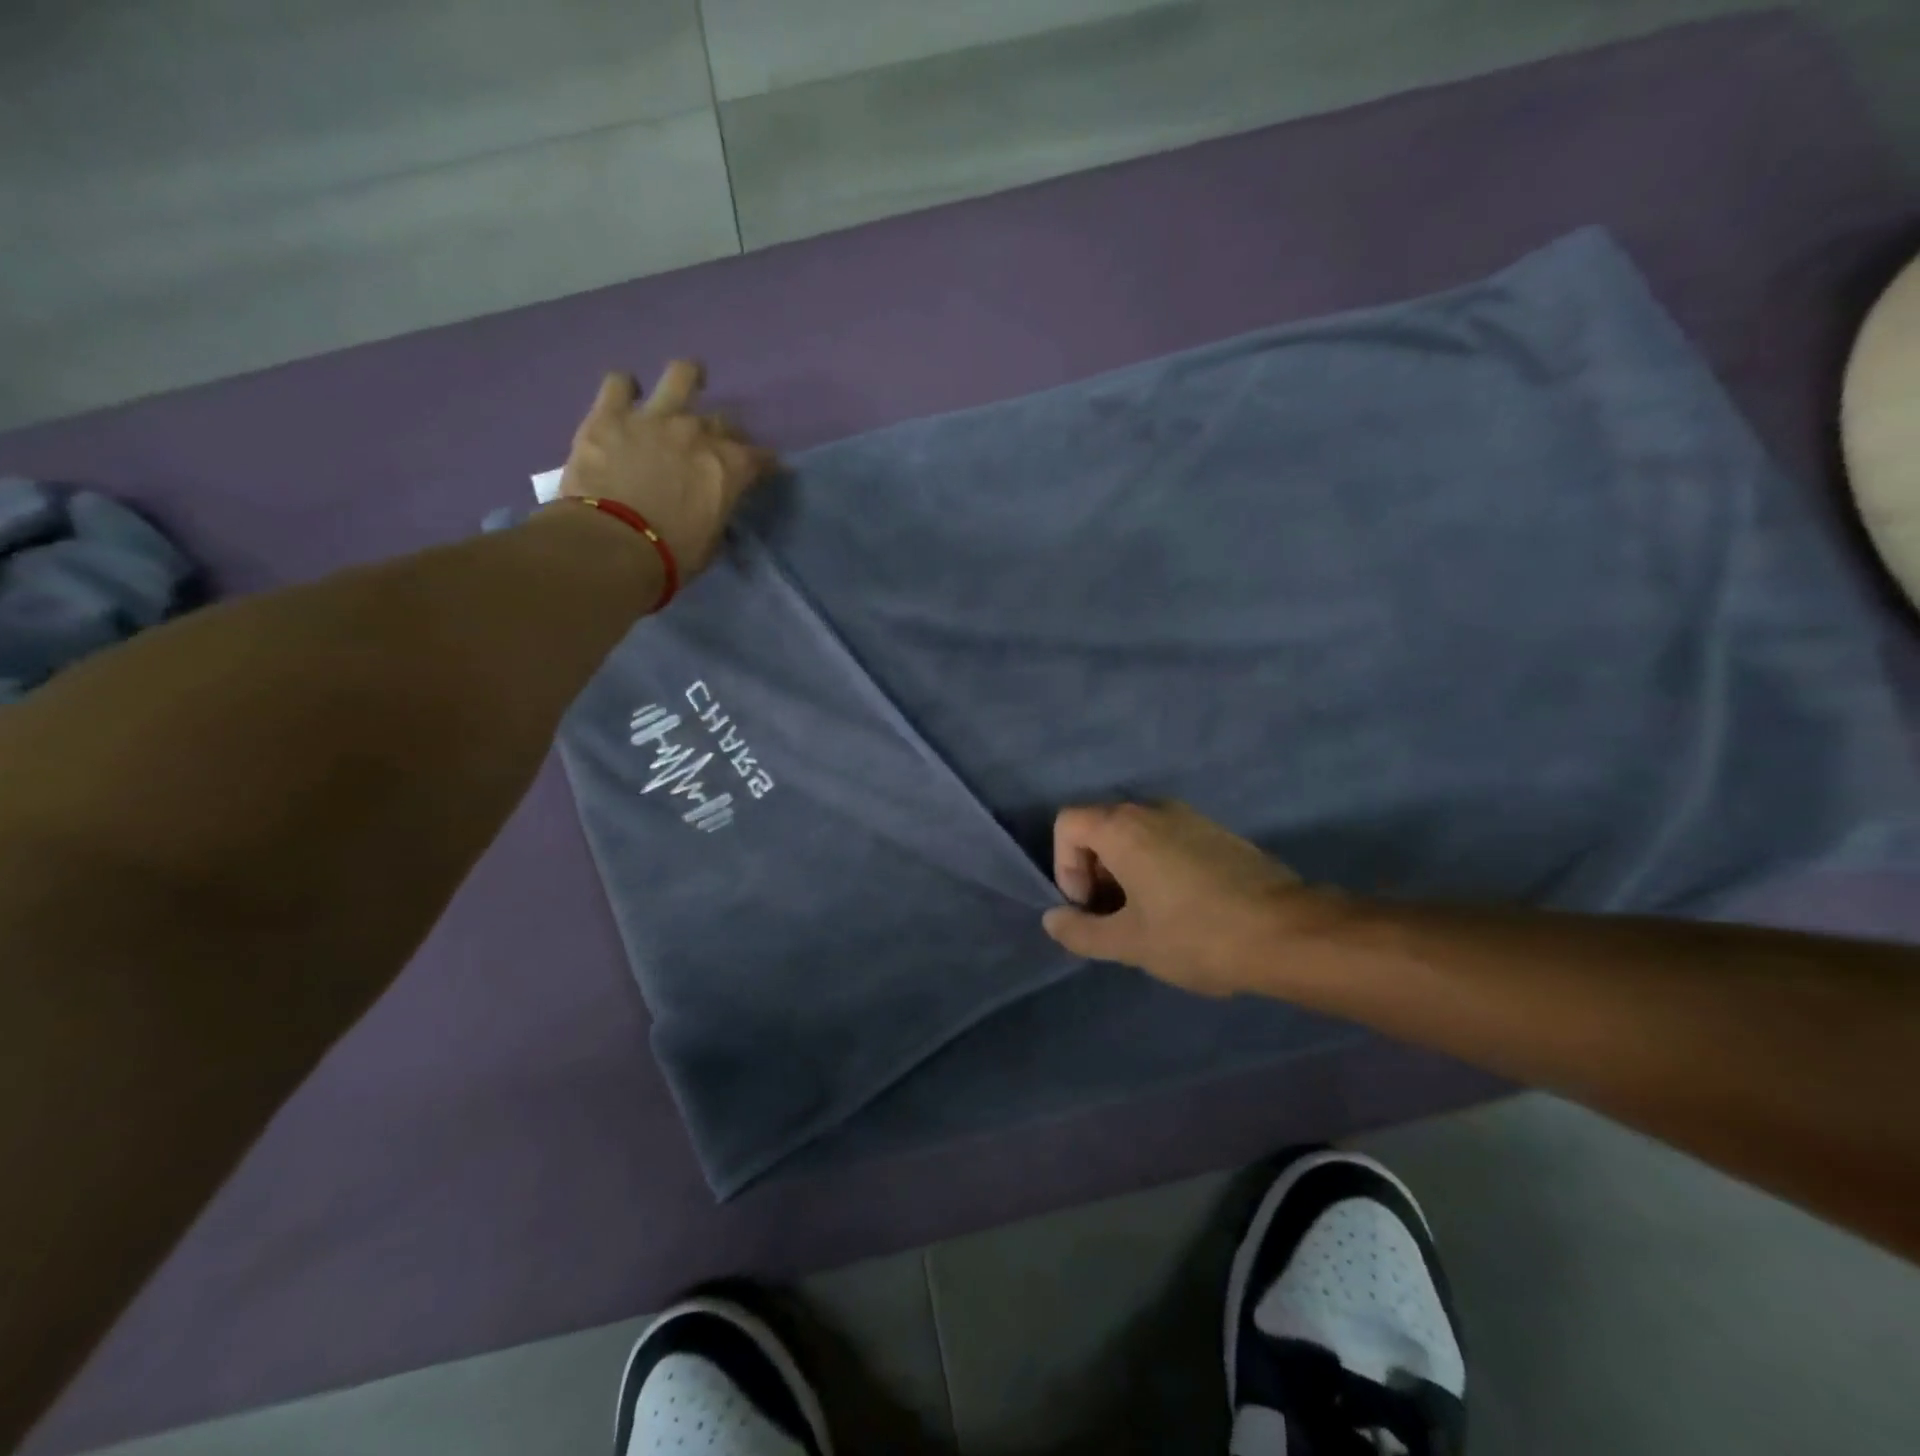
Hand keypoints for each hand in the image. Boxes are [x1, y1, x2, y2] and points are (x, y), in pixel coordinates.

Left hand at [559, 362, 777, 578]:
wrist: (613, 545)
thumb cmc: (672, 556)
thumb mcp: (711, 541)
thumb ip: (716, 513)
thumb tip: (713, 508)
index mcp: (729, 467)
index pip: (760, 457)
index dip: (764, 463)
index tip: (764, 470)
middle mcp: (698, 433)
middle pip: (722, 420)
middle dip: (724, 433)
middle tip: (714, 446)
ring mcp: (654, 417)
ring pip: (681, 376)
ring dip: (688, 378)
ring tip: (687, 382)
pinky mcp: (610, 414)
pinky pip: (619, 384)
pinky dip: (625, 389)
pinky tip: (626, 396)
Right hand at [1041, 802, 1333, 996]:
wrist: (1288, 933)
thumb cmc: (1196, 934)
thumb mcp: (1129, 943)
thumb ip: (1081, 931)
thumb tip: (1052, 920)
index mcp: (1124, 827)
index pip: (1068, 824)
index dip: (1065, 866)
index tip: (1089, 907)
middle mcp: (1154, 809)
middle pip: (1100, 828)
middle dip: (1095, 873)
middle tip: (1115, 919)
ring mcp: (1190, 817)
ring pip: (1137, 836)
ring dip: (1127, 873)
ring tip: (1148, 920)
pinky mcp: (1218, 833)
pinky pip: (1169, 841)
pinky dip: (1158, 867)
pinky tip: (1183, 910)